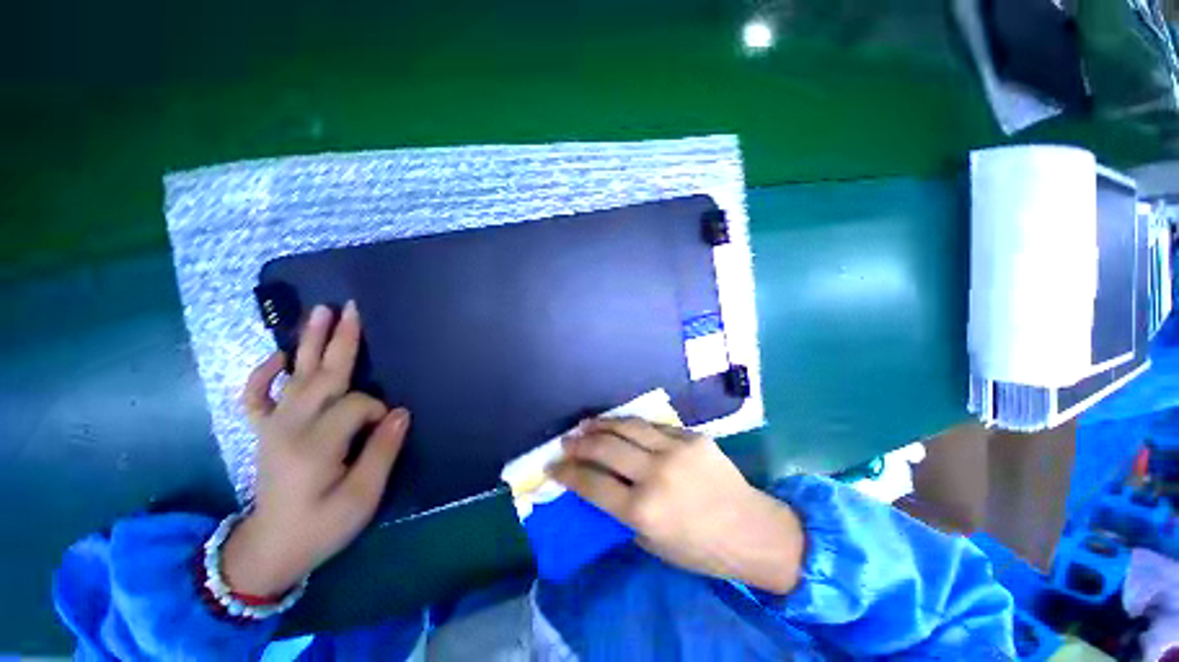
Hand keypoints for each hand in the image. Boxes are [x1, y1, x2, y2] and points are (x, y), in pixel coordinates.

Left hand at [221, 302, 409, 597]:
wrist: (272, 548)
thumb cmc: (322, 527)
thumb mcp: (361, 498)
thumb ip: (382, 451)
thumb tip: (399, 413)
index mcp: (315, 445)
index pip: (355, 406)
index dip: (377, 411)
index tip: (387, 428)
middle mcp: (290, 427)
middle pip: (322, 376)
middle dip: (342, 341)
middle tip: (353, 308)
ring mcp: (273, 426)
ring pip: (295, 376)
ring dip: (309, 342)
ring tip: (321, 312)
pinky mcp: (264, 431)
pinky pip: (257, 396)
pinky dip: (263, 374)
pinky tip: (276, 356)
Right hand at [550, 418, 803, 594]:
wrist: (751, 529)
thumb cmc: (700, 548)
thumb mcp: (651, 542)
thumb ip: (622, 511)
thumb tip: (597, 485)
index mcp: (643, 510)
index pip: (592, 484)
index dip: (567, 473)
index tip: (552, 465)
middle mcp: (656, 474)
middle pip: (606, 448)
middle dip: (579, 443)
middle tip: (566, 440)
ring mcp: (676, 450)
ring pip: (628, 427)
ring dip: (602, 423)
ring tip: (586, 423)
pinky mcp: (692, 437)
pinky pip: (654, 427)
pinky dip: (632, 425)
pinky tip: (621, 424)